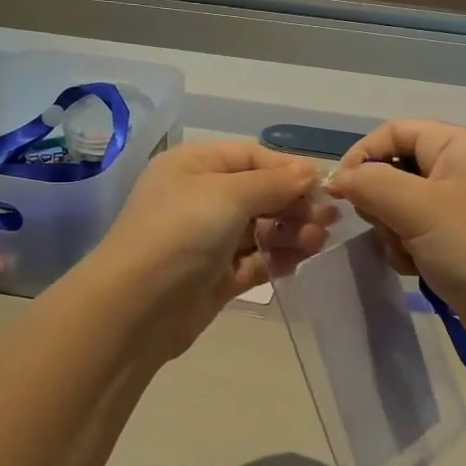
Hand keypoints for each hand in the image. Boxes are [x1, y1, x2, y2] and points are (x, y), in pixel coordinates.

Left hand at [86, 141, 329, 355]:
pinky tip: (301, 260)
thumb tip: (309, 172)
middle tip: (329, 219)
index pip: (251, 157)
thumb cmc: (181, 232)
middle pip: (259, 194)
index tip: (323, 186)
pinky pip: (254, 260)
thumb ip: (274, 183)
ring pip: (260, 229)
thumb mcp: (228, 194)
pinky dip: (277, 258)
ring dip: (291, 232)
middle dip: (294, 204)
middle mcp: (199, 198)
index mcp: (194, 166)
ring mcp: (207, 240)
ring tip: (318, 241)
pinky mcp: (215, 276)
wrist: (136, 307)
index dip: (287, 169)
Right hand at [329, 120, 465, 359]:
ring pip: (397, 206)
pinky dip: (406, 250)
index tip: (341, 191)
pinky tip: (417, 269)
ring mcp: (458, 207)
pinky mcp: (455, 241)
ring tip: (408, 254)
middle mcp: (459, 169)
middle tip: (387, 227)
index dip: (362, 155)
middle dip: (380, 202)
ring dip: (392, 232)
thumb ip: (370, 183)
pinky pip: (412, 234)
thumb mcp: (417, 208)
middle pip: (393, 170)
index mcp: (458, 145)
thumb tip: (337, 178)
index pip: (393, 131)